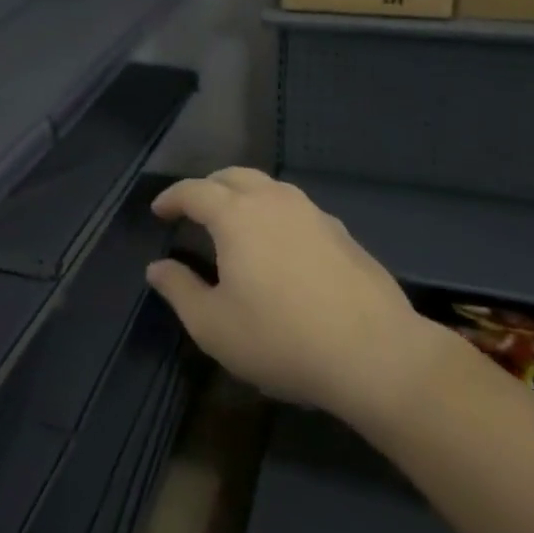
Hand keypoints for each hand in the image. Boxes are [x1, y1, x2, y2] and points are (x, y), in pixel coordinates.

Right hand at [146, 169, 436, 427]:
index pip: (195, 191)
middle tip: (194, 210)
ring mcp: (314, 214)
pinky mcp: (343, 234)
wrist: (376, 355)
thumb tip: (157, 268)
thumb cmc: (281, 339)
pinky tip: (279, 245)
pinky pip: (297, 209)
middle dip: (208, 187)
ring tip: (235, 222)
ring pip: (270, 188)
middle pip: (233, 176)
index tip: (159, 211)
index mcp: (236, 216)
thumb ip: (179, 290)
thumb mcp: (213, 325)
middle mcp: (274, 202)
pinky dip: (275, 214)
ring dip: (244, 195)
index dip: (172, 197)